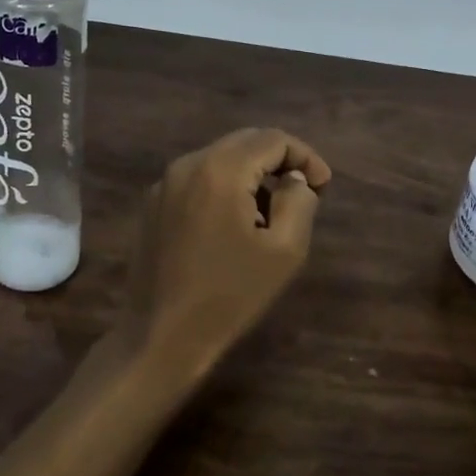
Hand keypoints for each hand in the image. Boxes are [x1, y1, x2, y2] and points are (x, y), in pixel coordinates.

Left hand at [123, 128, 331, 385]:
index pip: (272, 139)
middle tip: (304, 193)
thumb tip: (294, 179)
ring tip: (271, 214)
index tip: (323, 186)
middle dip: (279, 161)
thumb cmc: (229, 295)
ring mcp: (164, 183)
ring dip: (252, 175)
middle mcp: (188, 164)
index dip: (305, 156)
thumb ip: (299, 201)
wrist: (160, 336)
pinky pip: (198, 179)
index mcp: (220, 170)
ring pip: (220, 159)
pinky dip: (225, 188)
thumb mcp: (284, 250)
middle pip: (244, 142)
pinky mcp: (153, 205)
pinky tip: (235, 224)